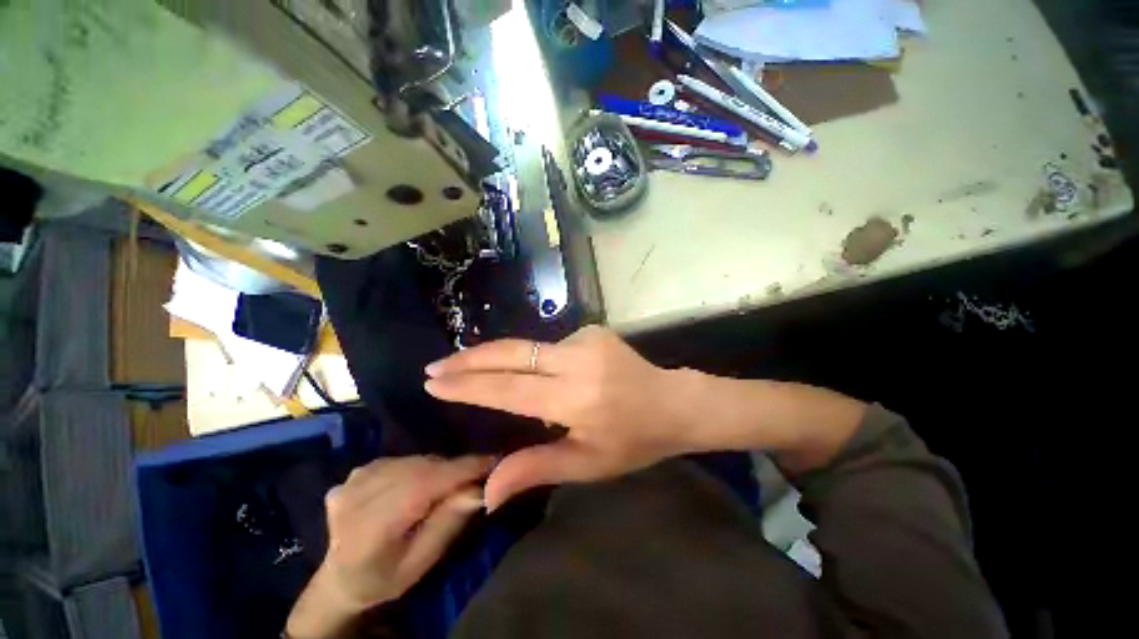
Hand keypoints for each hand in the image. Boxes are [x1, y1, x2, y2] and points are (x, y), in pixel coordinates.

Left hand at [287, 456, 490, 637]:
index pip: (425, 485)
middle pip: (421, 469)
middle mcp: (358, 496)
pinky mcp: (356, 471)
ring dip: (437, 469)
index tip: (494, 461)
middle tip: (476, 477)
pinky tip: (416, 487)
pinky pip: (401, 460)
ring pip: (414, 461)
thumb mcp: (420, 563)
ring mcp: (353, 479)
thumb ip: (447, 523)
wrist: (339, 579)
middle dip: (454, 470)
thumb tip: (478, 488)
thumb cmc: (384, 579)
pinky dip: (418, 468)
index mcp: (370, 528)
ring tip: (447, 486)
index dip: (462, 470)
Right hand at [424, 326, 698, 510]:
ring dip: (502, 359)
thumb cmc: (634, 440)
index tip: (435, 382)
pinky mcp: (592, 330)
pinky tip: (539, 372)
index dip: (469, 385)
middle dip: (470, 358)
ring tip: (476, 371)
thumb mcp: (588, 464)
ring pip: (529, 347)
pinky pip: (551, 345)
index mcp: (576, 399)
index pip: (509, 389)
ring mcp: (586, 339)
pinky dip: (535, 359)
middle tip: (437, 366)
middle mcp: (578, 361)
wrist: (673, 401)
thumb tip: (486, 492)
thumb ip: (536, 469)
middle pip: (512, 353)